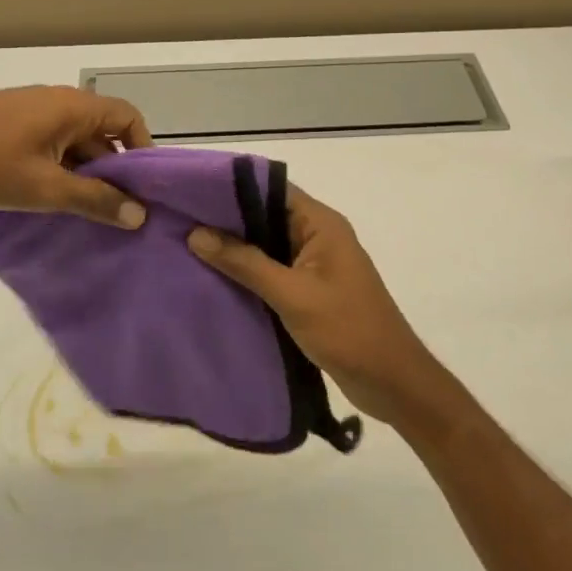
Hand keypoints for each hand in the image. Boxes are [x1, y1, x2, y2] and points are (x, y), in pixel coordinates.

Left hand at [0, 86, 152, 227]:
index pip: (129, 118)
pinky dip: (58, 170)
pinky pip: (49, 146)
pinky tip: (50, 202)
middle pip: (102, 133)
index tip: (143, 189)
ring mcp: (31, 112)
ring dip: (83, 174)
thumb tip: (139, 215)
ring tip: (86, 214)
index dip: (143, 150)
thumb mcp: (45, 188)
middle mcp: (58, 102)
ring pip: (73, 143)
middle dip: (112, 171)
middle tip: (118, 212)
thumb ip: (94, 200)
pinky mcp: (9, 126)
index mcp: (75, 107)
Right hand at [186, 187, 456, 429]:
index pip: (271, 189)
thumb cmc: (347, 330)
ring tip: (187, 247)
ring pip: (267, 245)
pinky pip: (272, 271)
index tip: (191, 192)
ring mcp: (315, 264)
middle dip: (226, 221)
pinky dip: (247, 273)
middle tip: (180, 221)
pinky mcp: (310, 290)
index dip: (232, 189)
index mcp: (321, 224)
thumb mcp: (291, 295)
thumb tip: (197, 234)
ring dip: (234, 249)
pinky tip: (214, 279)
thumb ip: (245, 263)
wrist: (391, 382)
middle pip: (265, 216)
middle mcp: (318, 236)